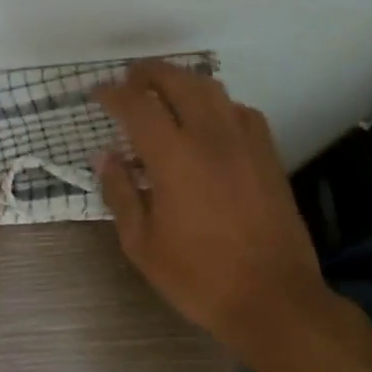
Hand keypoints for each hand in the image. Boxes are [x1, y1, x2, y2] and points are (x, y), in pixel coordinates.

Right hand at [93, 62, 327, 357]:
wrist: (274, 299)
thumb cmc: (199, 277)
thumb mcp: (142, 244)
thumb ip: (120, 193)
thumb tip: (104, 156)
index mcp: (174, 157)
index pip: (137, 105)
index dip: (112, 93)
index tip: (97, 93)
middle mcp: (210, 136)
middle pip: (178, 81)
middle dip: (148, 73)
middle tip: (129, 80)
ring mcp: (245, 141)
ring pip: (212, 89)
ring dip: (182, 82)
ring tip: (164, 93)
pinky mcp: (268, 154)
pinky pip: (240, 110)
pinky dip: (217, 104)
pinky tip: (209, 122)